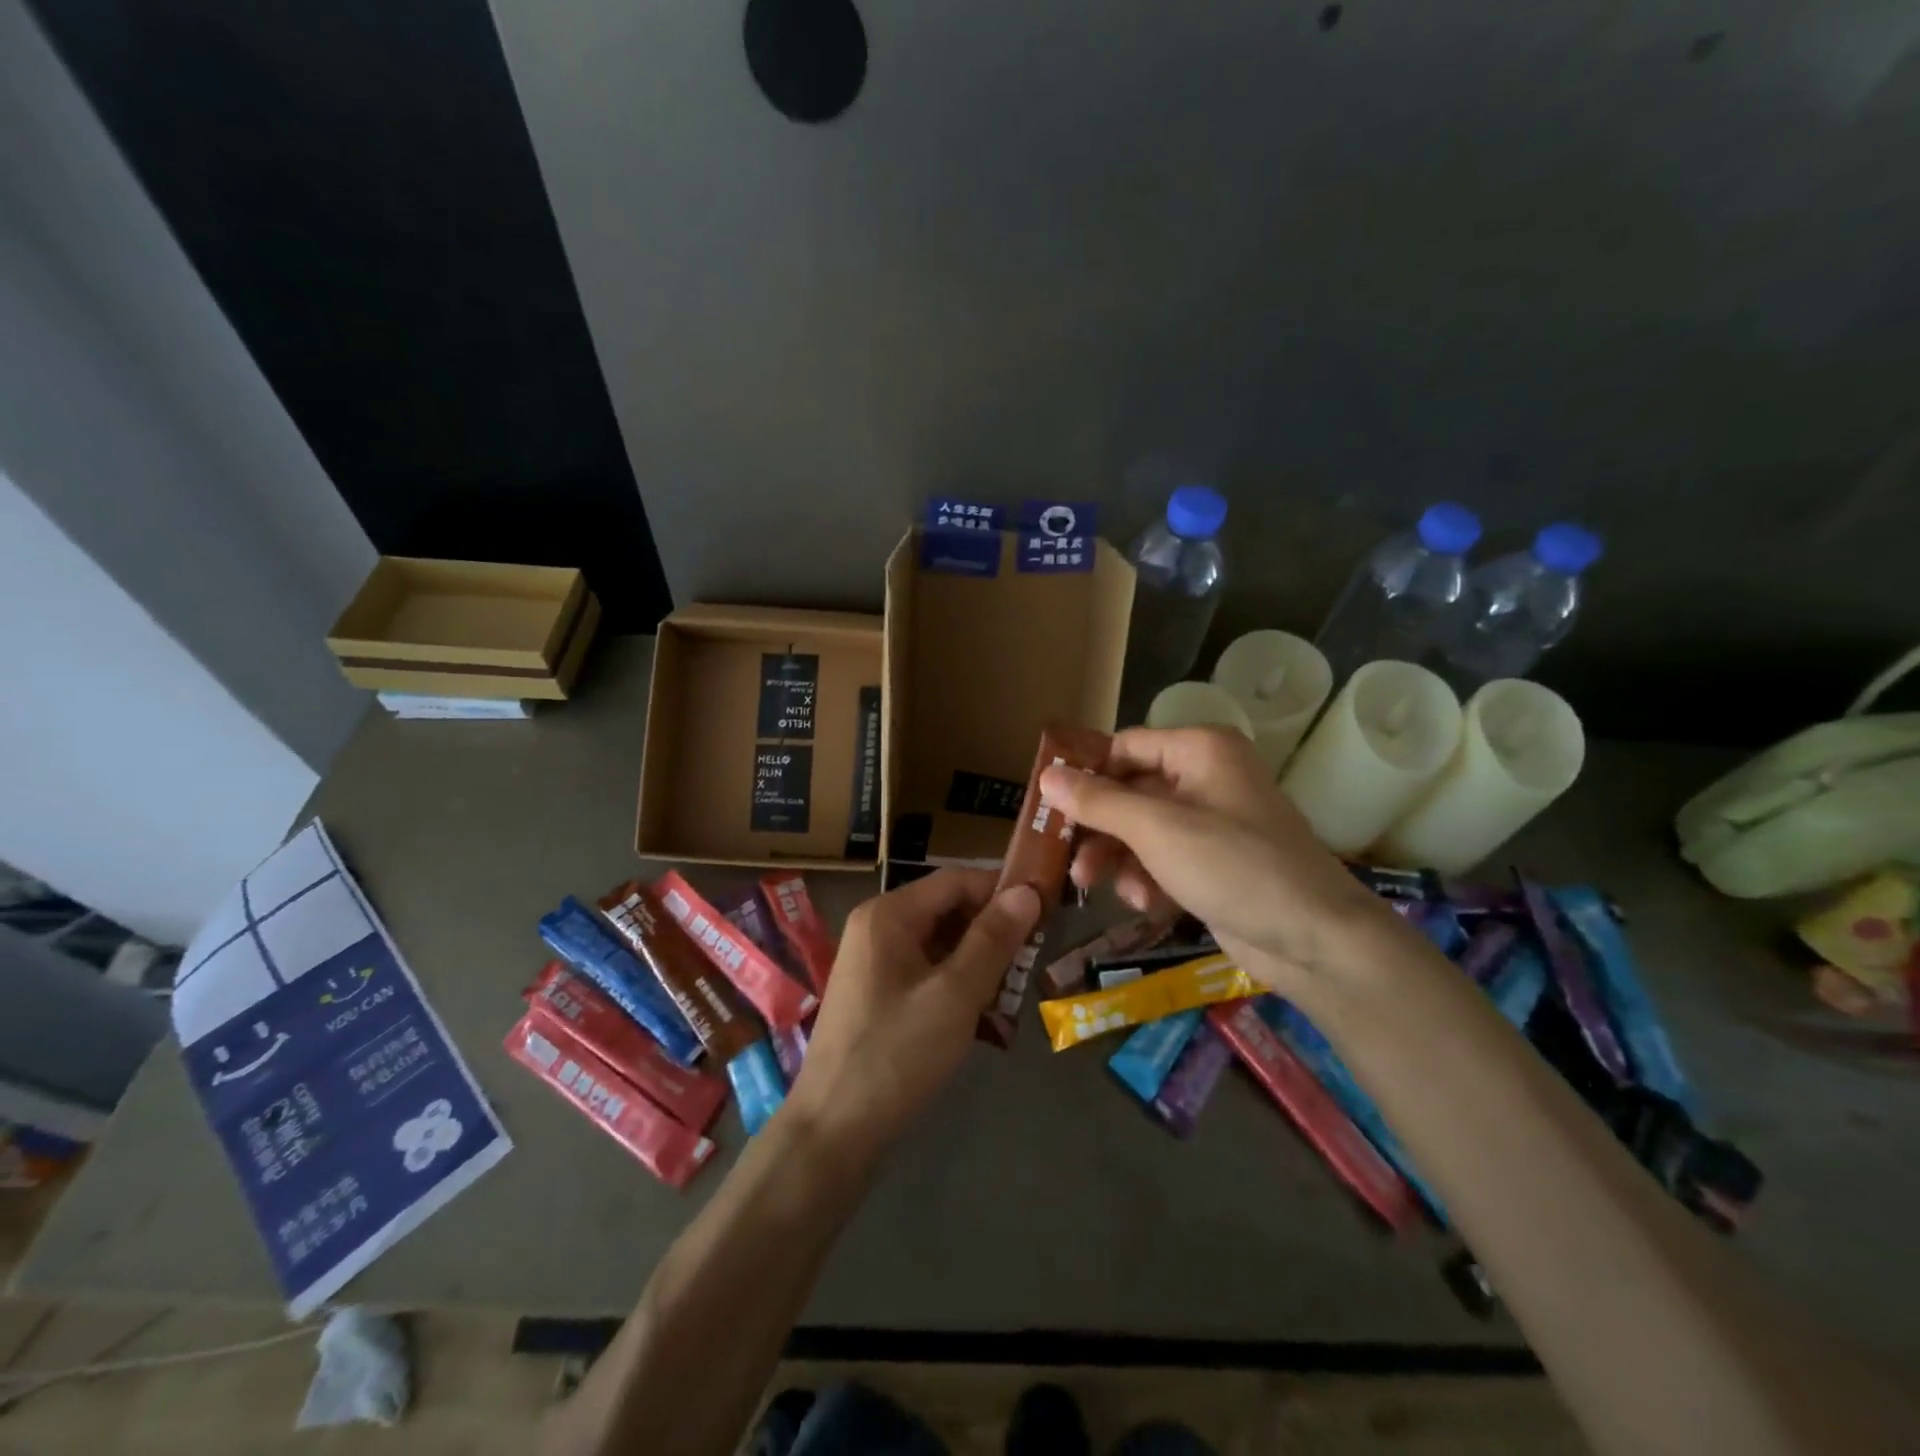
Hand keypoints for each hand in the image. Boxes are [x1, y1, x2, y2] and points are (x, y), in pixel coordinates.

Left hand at [785, 870, 1040, 1164]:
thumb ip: (992, 939)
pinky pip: (926, 971)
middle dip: (993, 932)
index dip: (1002, 890)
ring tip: (1014, 993)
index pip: (956, 880)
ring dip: (979, 962)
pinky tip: (984, 1015)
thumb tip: (1027, 891)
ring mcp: (874, 962)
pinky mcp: (878, 994)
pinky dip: (957, 984)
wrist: (833, 1130)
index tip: (1046, 910)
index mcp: (888, 915)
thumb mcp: (954, 994)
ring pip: (940, 944)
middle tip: (1033, 960)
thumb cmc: (896, 1054)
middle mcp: (877, 927)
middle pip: (947, 910)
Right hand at [1038, 727, 1407, 999]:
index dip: (1086, 774)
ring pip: (1143, 830)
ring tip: (1098, 888)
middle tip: (1068, 859)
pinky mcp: (1215, 863)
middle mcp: (1206, 777)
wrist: (1315, 939)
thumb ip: (1097, 801)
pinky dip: (1148, 878)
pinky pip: (1164, 859)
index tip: (1049, 806)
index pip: (1125, 747)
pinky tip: (1147, 904)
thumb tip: (1045, 775)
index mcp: (1199, 750)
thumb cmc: (1232, 865)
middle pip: (1130, 792)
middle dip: (1099, 829)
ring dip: (1119, 859)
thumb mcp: (1156, 829)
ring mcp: (1213, 822)